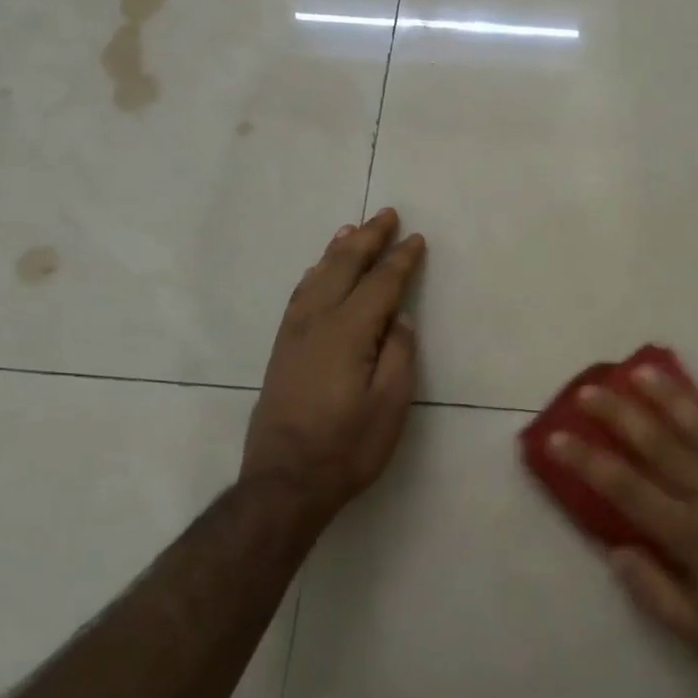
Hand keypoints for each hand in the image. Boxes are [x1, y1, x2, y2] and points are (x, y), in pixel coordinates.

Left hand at [244, 208, 426, 521]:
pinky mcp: (281, 349)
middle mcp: (317, 322)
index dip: (400, 260)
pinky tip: (319, 271)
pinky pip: (299, 295)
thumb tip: (400, 319)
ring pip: (318, 277)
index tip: (416, 239)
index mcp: (349, 332)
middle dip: (368, 239)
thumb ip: (399, 355)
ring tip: (352, 230)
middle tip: (385, 214)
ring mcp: (294, 335)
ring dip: (338, 250)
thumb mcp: (390, 406)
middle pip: (344, 268)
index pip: (380, 284)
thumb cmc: (347, 447)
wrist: (284, 482)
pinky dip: (314, 274)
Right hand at [546, 365, 697, 697]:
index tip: (556, 436)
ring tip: (643, 371)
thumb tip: (616, 551)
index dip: (587, 460)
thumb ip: (656, 594)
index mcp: (694, 535)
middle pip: (659, 444)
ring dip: (671, 397)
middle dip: (619, 414)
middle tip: (590, 388)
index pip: (626, 487)